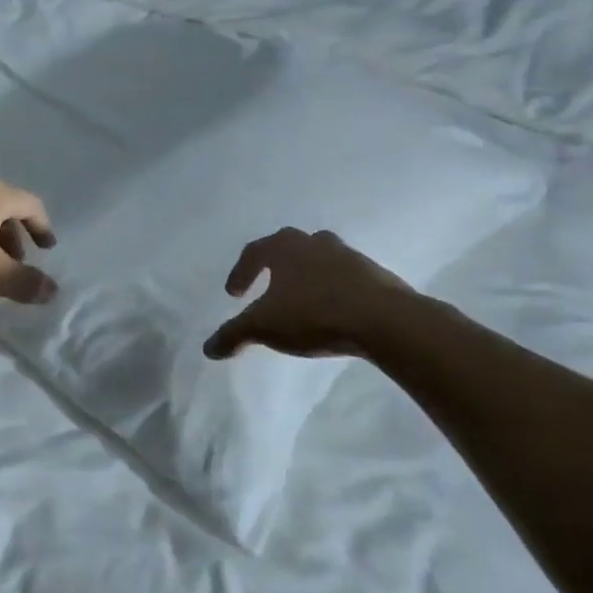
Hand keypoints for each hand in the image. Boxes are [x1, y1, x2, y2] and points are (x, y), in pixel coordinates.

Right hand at [203, 229, 414, 360]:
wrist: (385, 320)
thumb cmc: (314, 315)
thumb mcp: (264, 327)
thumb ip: (234, 335)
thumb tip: (208, 348)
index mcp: (285, 247)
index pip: (254, 252)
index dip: (240, 272)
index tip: (234, 294)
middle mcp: (315, 243)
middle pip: (289, 246)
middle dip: (275, 265)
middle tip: (267, 287)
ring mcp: (349, 256)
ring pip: (320, 258)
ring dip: (307, 275)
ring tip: (301, 299)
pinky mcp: (375, 275)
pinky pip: (346, 277)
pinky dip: (333, 288)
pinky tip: (333, 311)